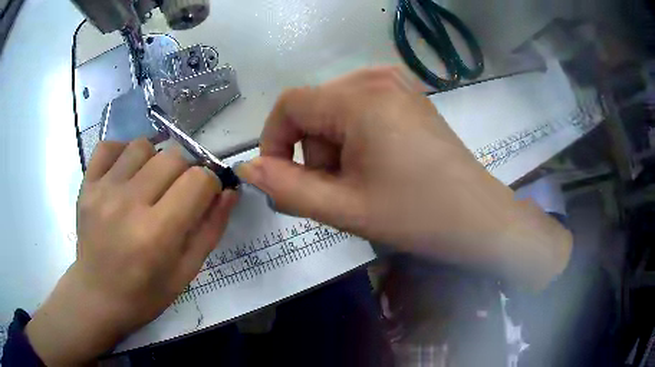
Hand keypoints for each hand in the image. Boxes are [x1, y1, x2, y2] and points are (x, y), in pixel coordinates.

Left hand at [26, 139, 237, 365]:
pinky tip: (126, 173)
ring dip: (155, 161)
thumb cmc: (145, 294)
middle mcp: (128, 205)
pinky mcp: (86, 185)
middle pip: (173, 157)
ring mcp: (102, 190)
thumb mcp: (186, 272)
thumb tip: (229, 191)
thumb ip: (210, 230)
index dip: (210, 184)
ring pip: (143, 146)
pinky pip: (110, 146)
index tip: (204, 196)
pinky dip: (123, 152)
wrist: (97, 296)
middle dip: (186, 172)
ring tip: (150, 185)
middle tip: (177, 194)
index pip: (199, 180)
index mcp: (157, 234)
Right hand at [237, 67, 571, 288]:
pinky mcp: (409, 96)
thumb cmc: (417, 215)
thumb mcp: (344, 208)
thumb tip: (248, 168)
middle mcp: (376, 77)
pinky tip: (380, 165)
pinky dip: (356, 138)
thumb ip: (286, 188)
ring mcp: (397, 83)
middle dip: (314, 153)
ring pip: (335, 111)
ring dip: (335, 149)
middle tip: (339, 193)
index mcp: (359, 97)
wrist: (479, 218)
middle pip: (313, 109)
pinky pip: (360, 109)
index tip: (282, 179)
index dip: (274, 142)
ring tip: (363, 183)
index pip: (289, 104)